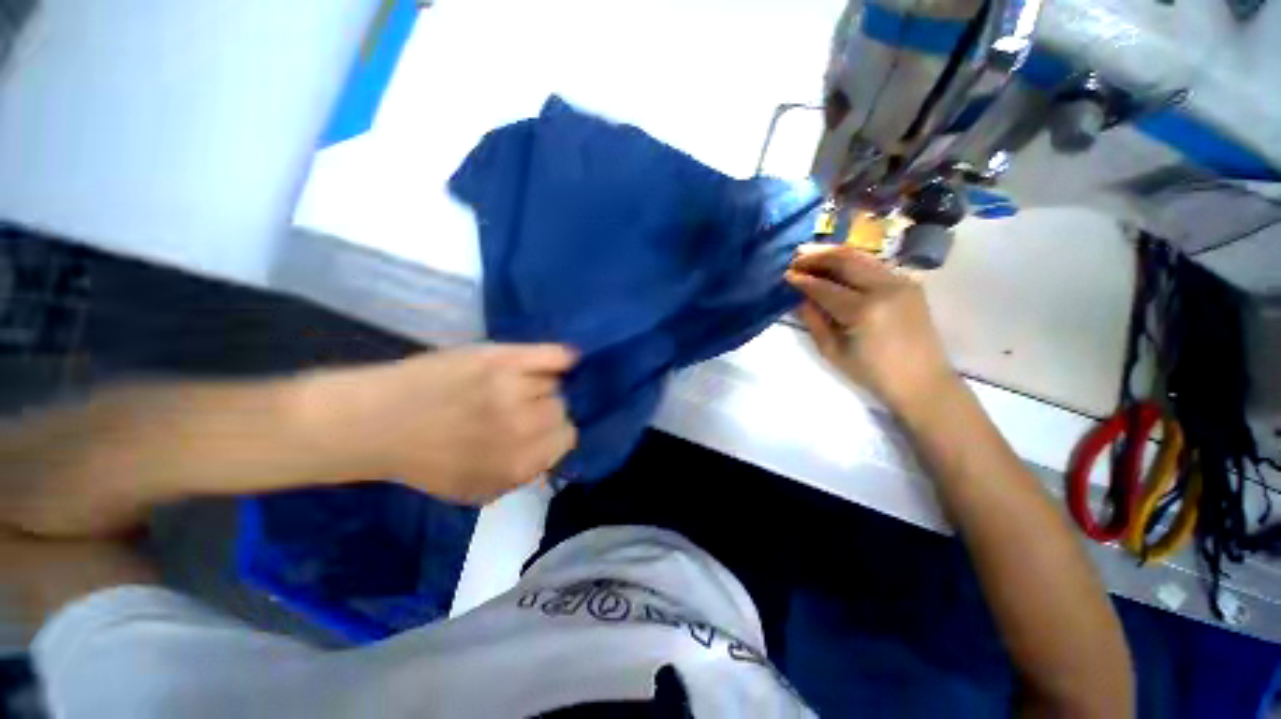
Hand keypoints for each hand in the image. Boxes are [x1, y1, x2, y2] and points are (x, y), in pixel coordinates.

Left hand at [308, 344, 578, 504]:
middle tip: (523, 408)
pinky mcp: (502, 358)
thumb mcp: (476, 490)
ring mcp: (513, 387)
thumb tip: (553, 454)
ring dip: (540, 386)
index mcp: (519, 461)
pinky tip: (562, 360)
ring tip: (516, 387)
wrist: (376, 422)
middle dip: (545, 411)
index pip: (567, 437)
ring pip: (553, 383)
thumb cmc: (424, 460)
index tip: (540, 429)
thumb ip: (522, 477)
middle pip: (561, 408)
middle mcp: (522, 424)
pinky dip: (561, 358)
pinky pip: (552, 355)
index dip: (554, 433)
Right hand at [785, 244, 956, 416]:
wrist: (922, 381)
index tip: (785, 275)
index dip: (802, 280)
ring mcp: (901, 281)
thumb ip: (814, 321)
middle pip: (845, 260)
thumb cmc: (873, 373)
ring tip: (812, 254)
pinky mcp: (910, 283)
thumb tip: (799, 298)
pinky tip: (838, 264)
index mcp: (864, 310)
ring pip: (861, 257)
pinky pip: (875, 264)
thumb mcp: (833, 351)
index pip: (824, 287)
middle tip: (796, 257)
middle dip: (817, 257)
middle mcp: (885, 288)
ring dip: (834, 254)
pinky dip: (852, 261)